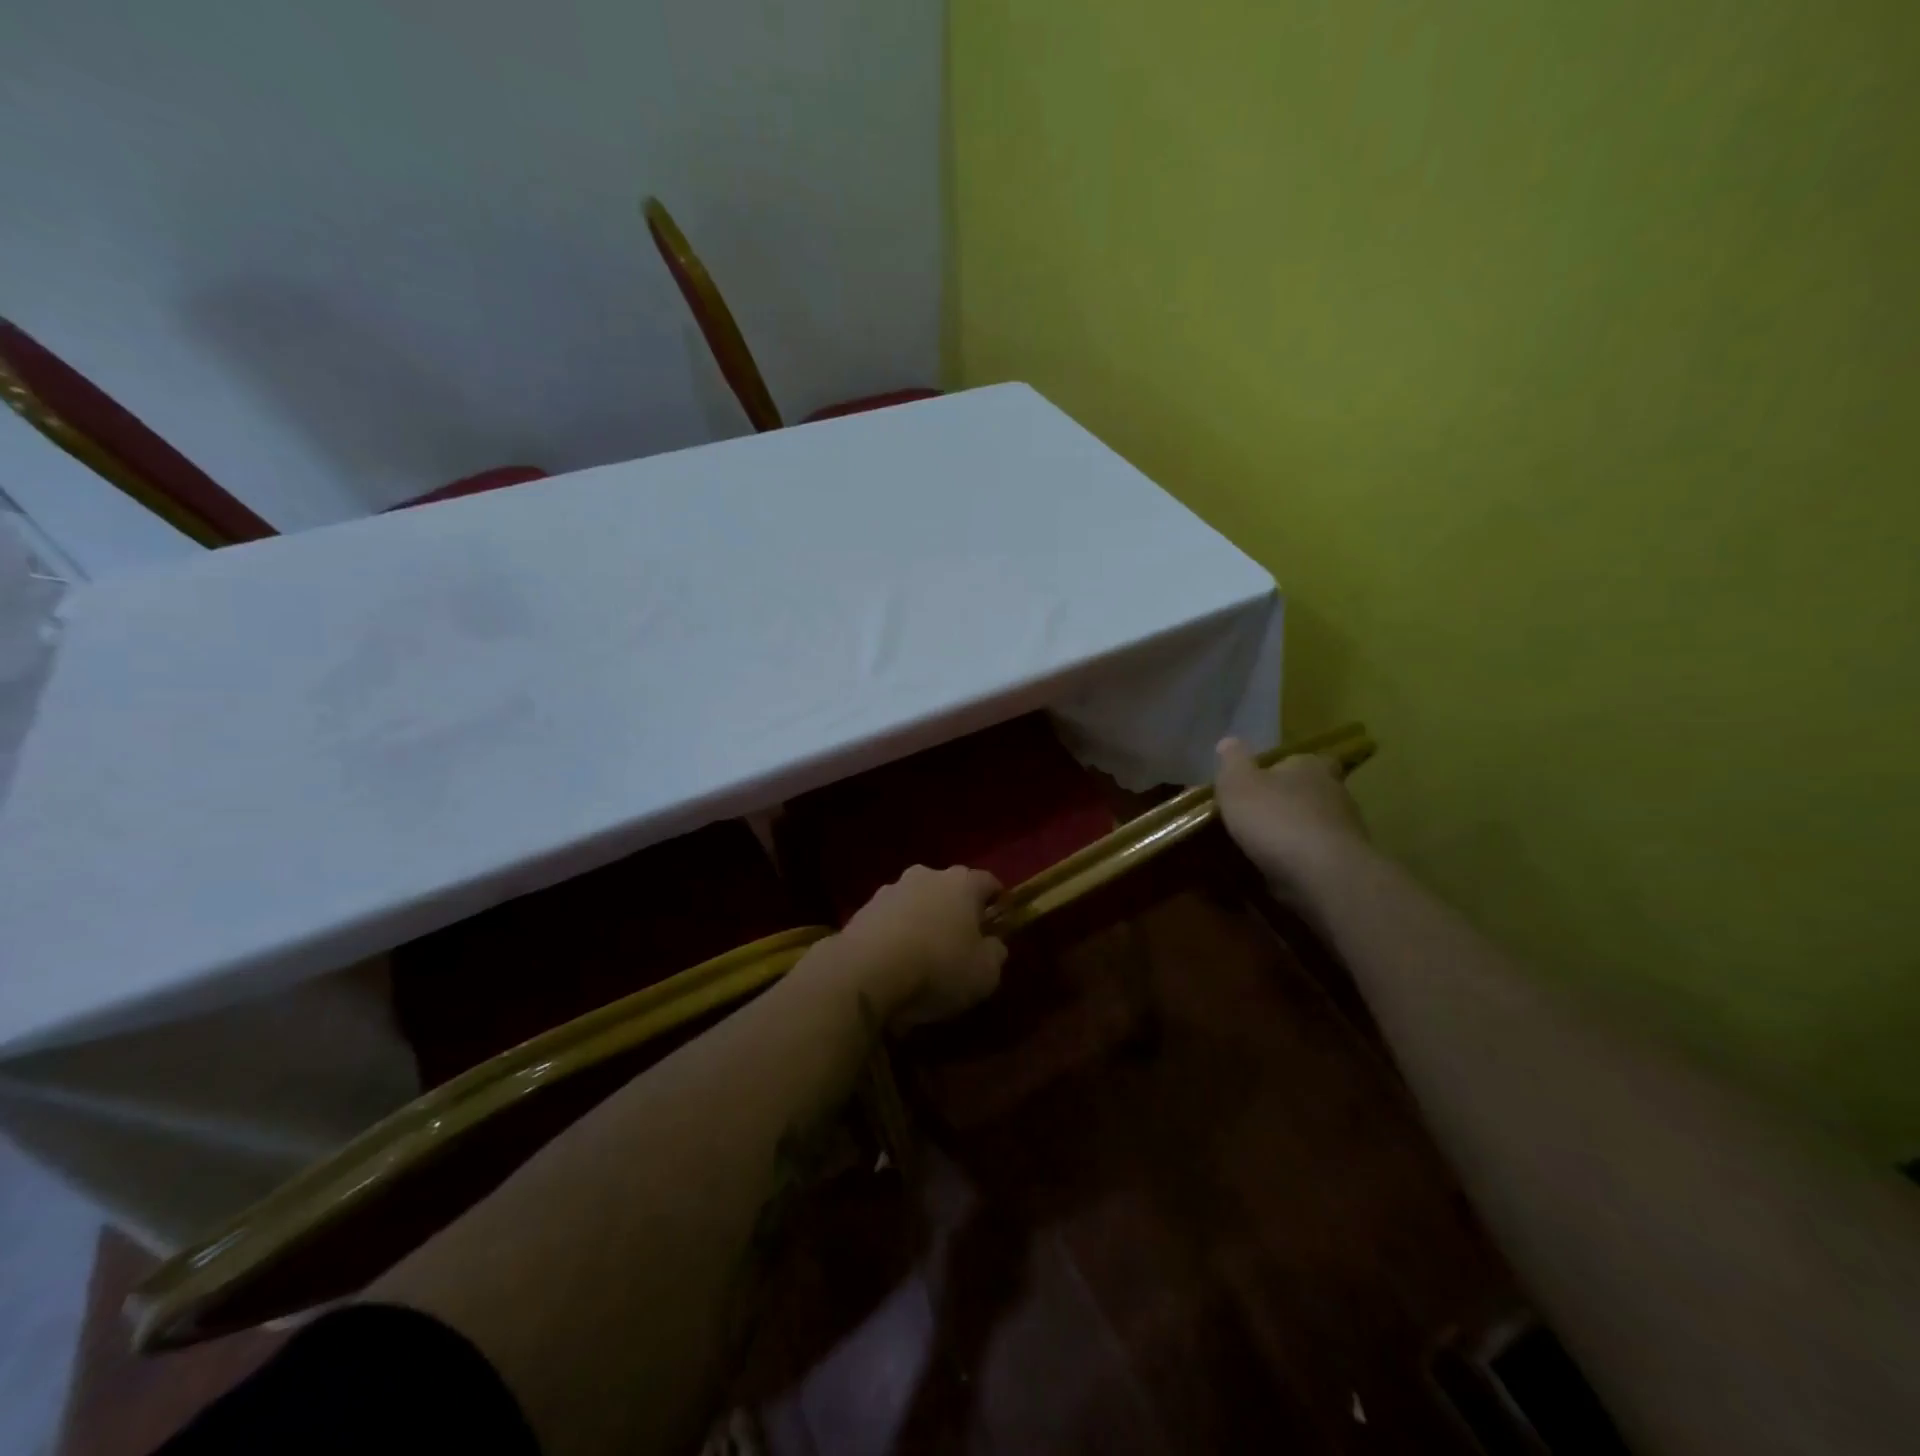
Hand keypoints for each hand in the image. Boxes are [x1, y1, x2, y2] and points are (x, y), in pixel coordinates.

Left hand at [829, 865, 1007, 1028]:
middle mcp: (927, 875)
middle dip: (956, 910)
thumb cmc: (938, 968)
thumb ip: (995, 954)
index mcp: (963, 883)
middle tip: (960, 942)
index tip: (998, 925)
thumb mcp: (985, 974)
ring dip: (922, 921)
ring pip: (916, 902)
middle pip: (949, 889)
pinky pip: (890, 920)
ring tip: (923, 956)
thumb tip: (993, 944)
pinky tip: (895, 964)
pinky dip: (896, 935)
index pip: (989, 883)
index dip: (997, 903)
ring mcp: (890, 889)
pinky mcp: (862, 909)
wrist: (865, 972)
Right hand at [1214, 738, 1368, 895]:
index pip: (1301, 759)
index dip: (1281, 769)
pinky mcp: (1346, 864)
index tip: (1259, 782)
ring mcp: (1345, 830)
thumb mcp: (1238, 784)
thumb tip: (1228, 741)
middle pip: (1307, 792)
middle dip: (1284, 803)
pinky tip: (1276, 871)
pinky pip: (1316, 856)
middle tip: (1254, 816)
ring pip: (1312, 825)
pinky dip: (1298, 861)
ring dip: (1291, 834)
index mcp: (1311, 766)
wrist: (1323, 876)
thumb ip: (1232, 762)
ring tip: (1260, 848)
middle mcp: (1335, 792)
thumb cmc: (1276, 819)